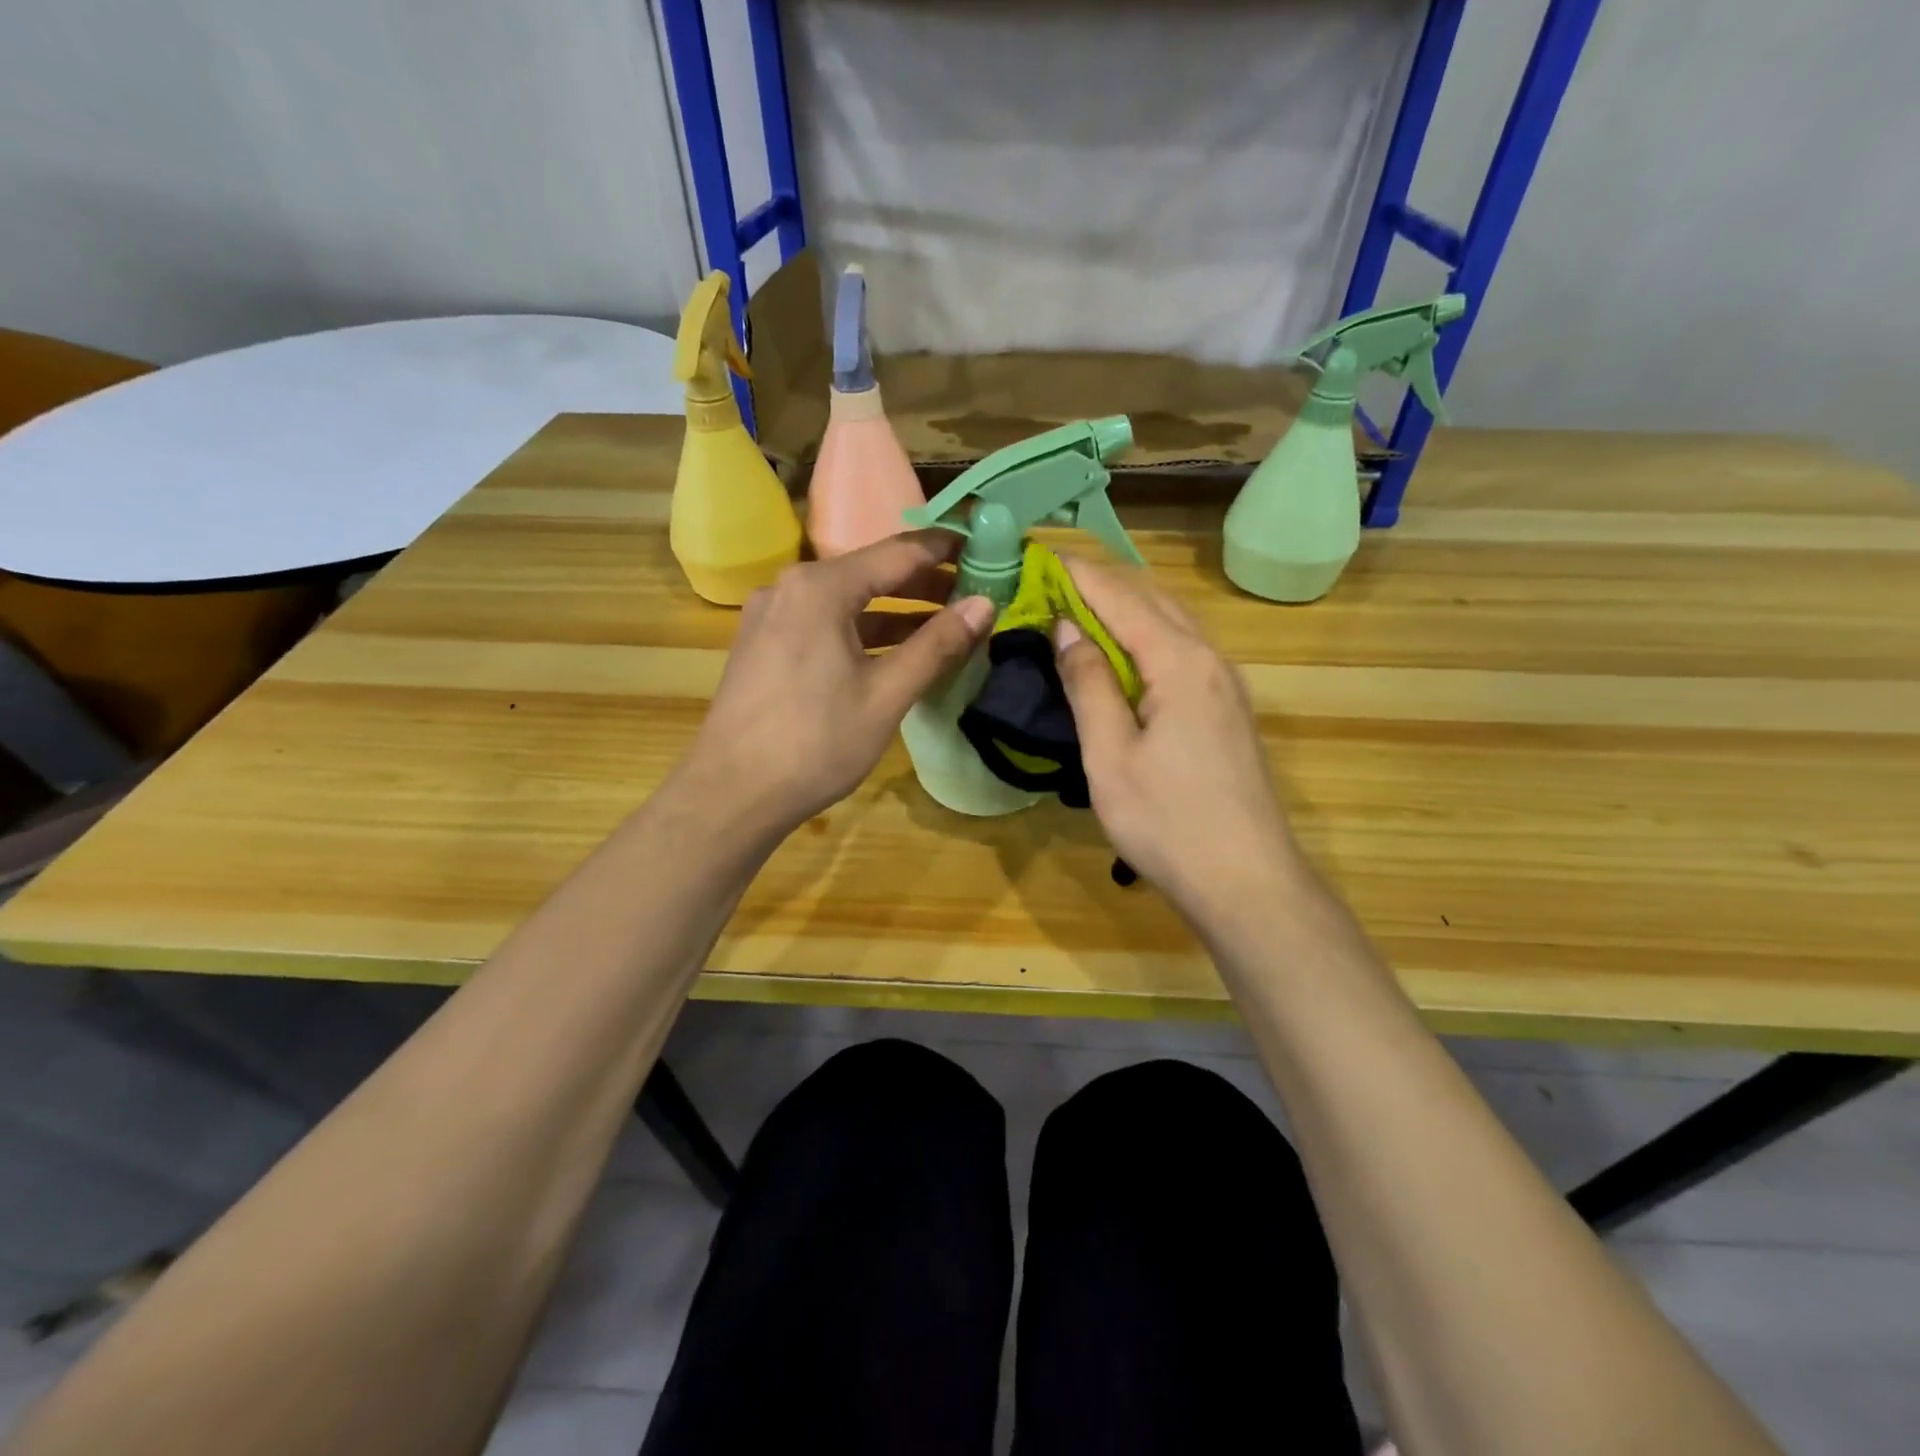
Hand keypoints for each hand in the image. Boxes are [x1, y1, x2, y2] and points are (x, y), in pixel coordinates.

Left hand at [678, 532, 994, 837]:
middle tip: (973, 592)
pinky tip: (892, 652)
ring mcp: (771, 616)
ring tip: (943, 624)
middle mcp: (791, 588)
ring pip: (846, 601)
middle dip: (923, 583)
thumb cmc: (815, 743)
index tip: (985, 546)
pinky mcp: (763, 644)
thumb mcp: (886, 694)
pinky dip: (862, 631)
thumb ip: (937, 645)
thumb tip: (984, 604)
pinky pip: (823, 623)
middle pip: (870, 573)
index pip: (898, 552)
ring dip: (894, 611)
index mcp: (821, 588)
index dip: (945, 549)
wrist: (731, 793)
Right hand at [1052, 556, 1297, 918]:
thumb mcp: (1110, 755)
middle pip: (1153, 601)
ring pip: (1173, 625)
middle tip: (1051, 584)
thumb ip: (1088, 684)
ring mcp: (1226, 686)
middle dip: (1102, 585)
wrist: (1247, 881)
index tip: (1038, 556)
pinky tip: (1122, 659)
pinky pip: (1183, 653)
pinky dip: (1146, 639)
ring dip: (1126, 611)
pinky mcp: (1228, 711)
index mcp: (1181, 662)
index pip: (1122, 598)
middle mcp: (1211, 660)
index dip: (1078, 575)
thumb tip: (1067, 628)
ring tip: (1079, 613)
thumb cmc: (1168, 821)